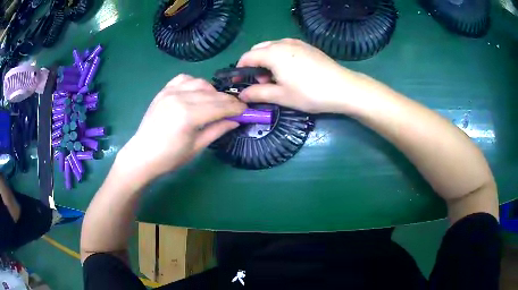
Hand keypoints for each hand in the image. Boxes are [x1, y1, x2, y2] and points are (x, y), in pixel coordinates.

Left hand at [116, 74, 245, 181]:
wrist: (142, 155)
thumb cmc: (169, 157)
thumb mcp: (197, 147)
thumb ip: (217, 130)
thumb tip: (236, 120)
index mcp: (188, 115)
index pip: (219, 107)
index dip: (235, 108)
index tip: (246, 111)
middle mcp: (180, 98)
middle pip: (212, 94)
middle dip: (227, 101)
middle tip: (236, 108)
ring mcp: (170, 92)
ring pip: (200, 83)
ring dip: (212, 91)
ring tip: (215, 102)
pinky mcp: (163, 91)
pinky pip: (184, 79)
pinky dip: (194, 83)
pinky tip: (196, 93)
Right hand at [237, 38, 368, 113]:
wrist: (343, 88)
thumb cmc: (310, 93)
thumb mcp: (281, 96)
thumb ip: (258, 93)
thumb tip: (241, 95)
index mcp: (273, 53)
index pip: (247, 57)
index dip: (240, 69)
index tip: (240, 82)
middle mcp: (283, 43)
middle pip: (259, 49)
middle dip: (254, 65)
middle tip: (262, 82)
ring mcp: (297, 43)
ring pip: (273, 47)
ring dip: (267, 61)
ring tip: (277, 78)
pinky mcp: (308, 47)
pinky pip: (286, 48)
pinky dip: (280, 57)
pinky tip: (290, 72)